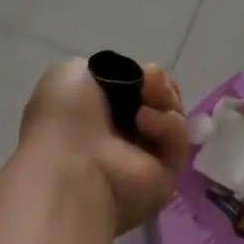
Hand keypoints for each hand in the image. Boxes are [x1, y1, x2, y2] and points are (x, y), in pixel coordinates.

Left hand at [18, 59, 190, 233]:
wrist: (71, 166)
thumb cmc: (64, 119)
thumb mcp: (69, 75)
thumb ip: (102, 70)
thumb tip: (130, 81)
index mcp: (99, 115)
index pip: (136, 88)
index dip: (142, 75)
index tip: (139, 71)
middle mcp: (123, 136)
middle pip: (161, 98)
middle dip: (159, 84)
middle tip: (148, 83)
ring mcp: (146, 156)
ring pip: (174, 114)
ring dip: (163, 99)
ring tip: (143, 105)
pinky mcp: (167, 173)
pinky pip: (178, 139)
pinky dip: (165, 124)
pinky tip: (143, 122)